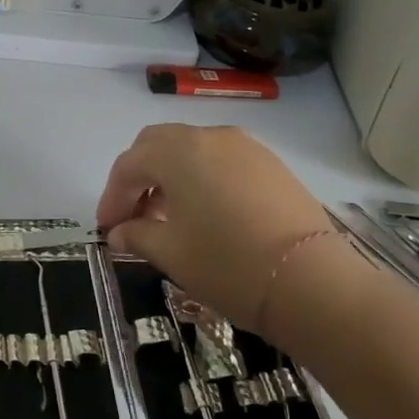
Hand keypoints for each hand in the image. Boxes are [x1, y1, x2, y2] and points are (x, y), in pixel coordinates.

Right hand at [96, 124, 369, 341]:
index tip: (107, 229)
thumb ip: (137, 235)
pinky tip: (205, 213)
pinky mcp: (271, 164)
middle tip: (132, 215)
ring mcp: (245, 147)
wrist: (311, 281)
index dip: (112, 197)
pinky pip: (221, 161)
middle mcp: (209, 136)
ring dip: (170, 176)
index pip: (129, 165)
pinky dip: (201, 178)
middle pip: (158, 145)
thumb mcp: (171, 253)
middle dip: (138, 177)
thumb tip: (119, 233)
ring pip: (192, 150)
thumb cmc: (228, 263)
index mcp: (177, 152)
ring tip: (167, 217)